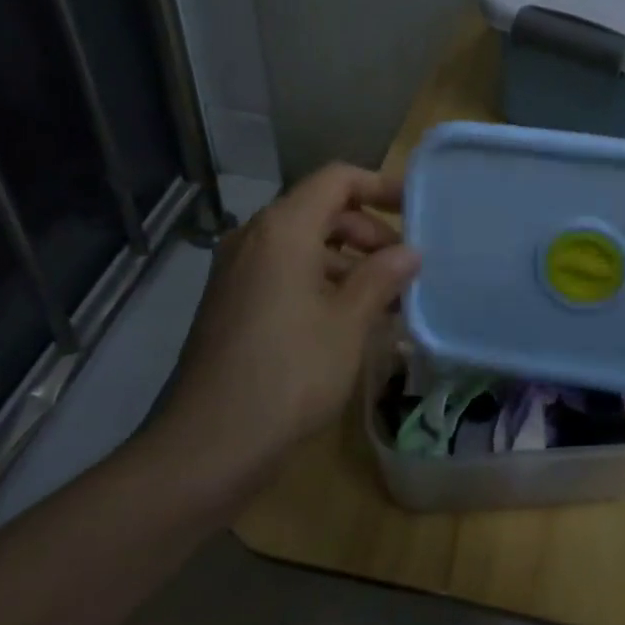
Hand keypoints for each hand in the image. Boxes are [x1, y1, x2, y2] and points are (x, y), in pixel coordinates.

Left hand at [145, 165, 418, 499]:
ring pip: (303, 245)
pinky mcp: (232, 303)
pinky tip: (351, 320)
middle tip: (404, 266)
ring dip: (348, 262)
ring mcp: (238, 272)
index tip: (415, 209)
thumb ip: (381, 278)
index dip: (379, 186)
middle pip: (320, 210)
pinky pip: (284, 273)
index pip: (336, 179)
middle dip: (367, 231)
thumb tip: (409, 252)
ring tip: (387, 299)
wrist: (209, 445)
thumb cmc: (290, 373)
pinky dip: (321, 282)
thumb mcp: (348, 323)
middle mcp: (254, 238)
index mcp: (282, 229)